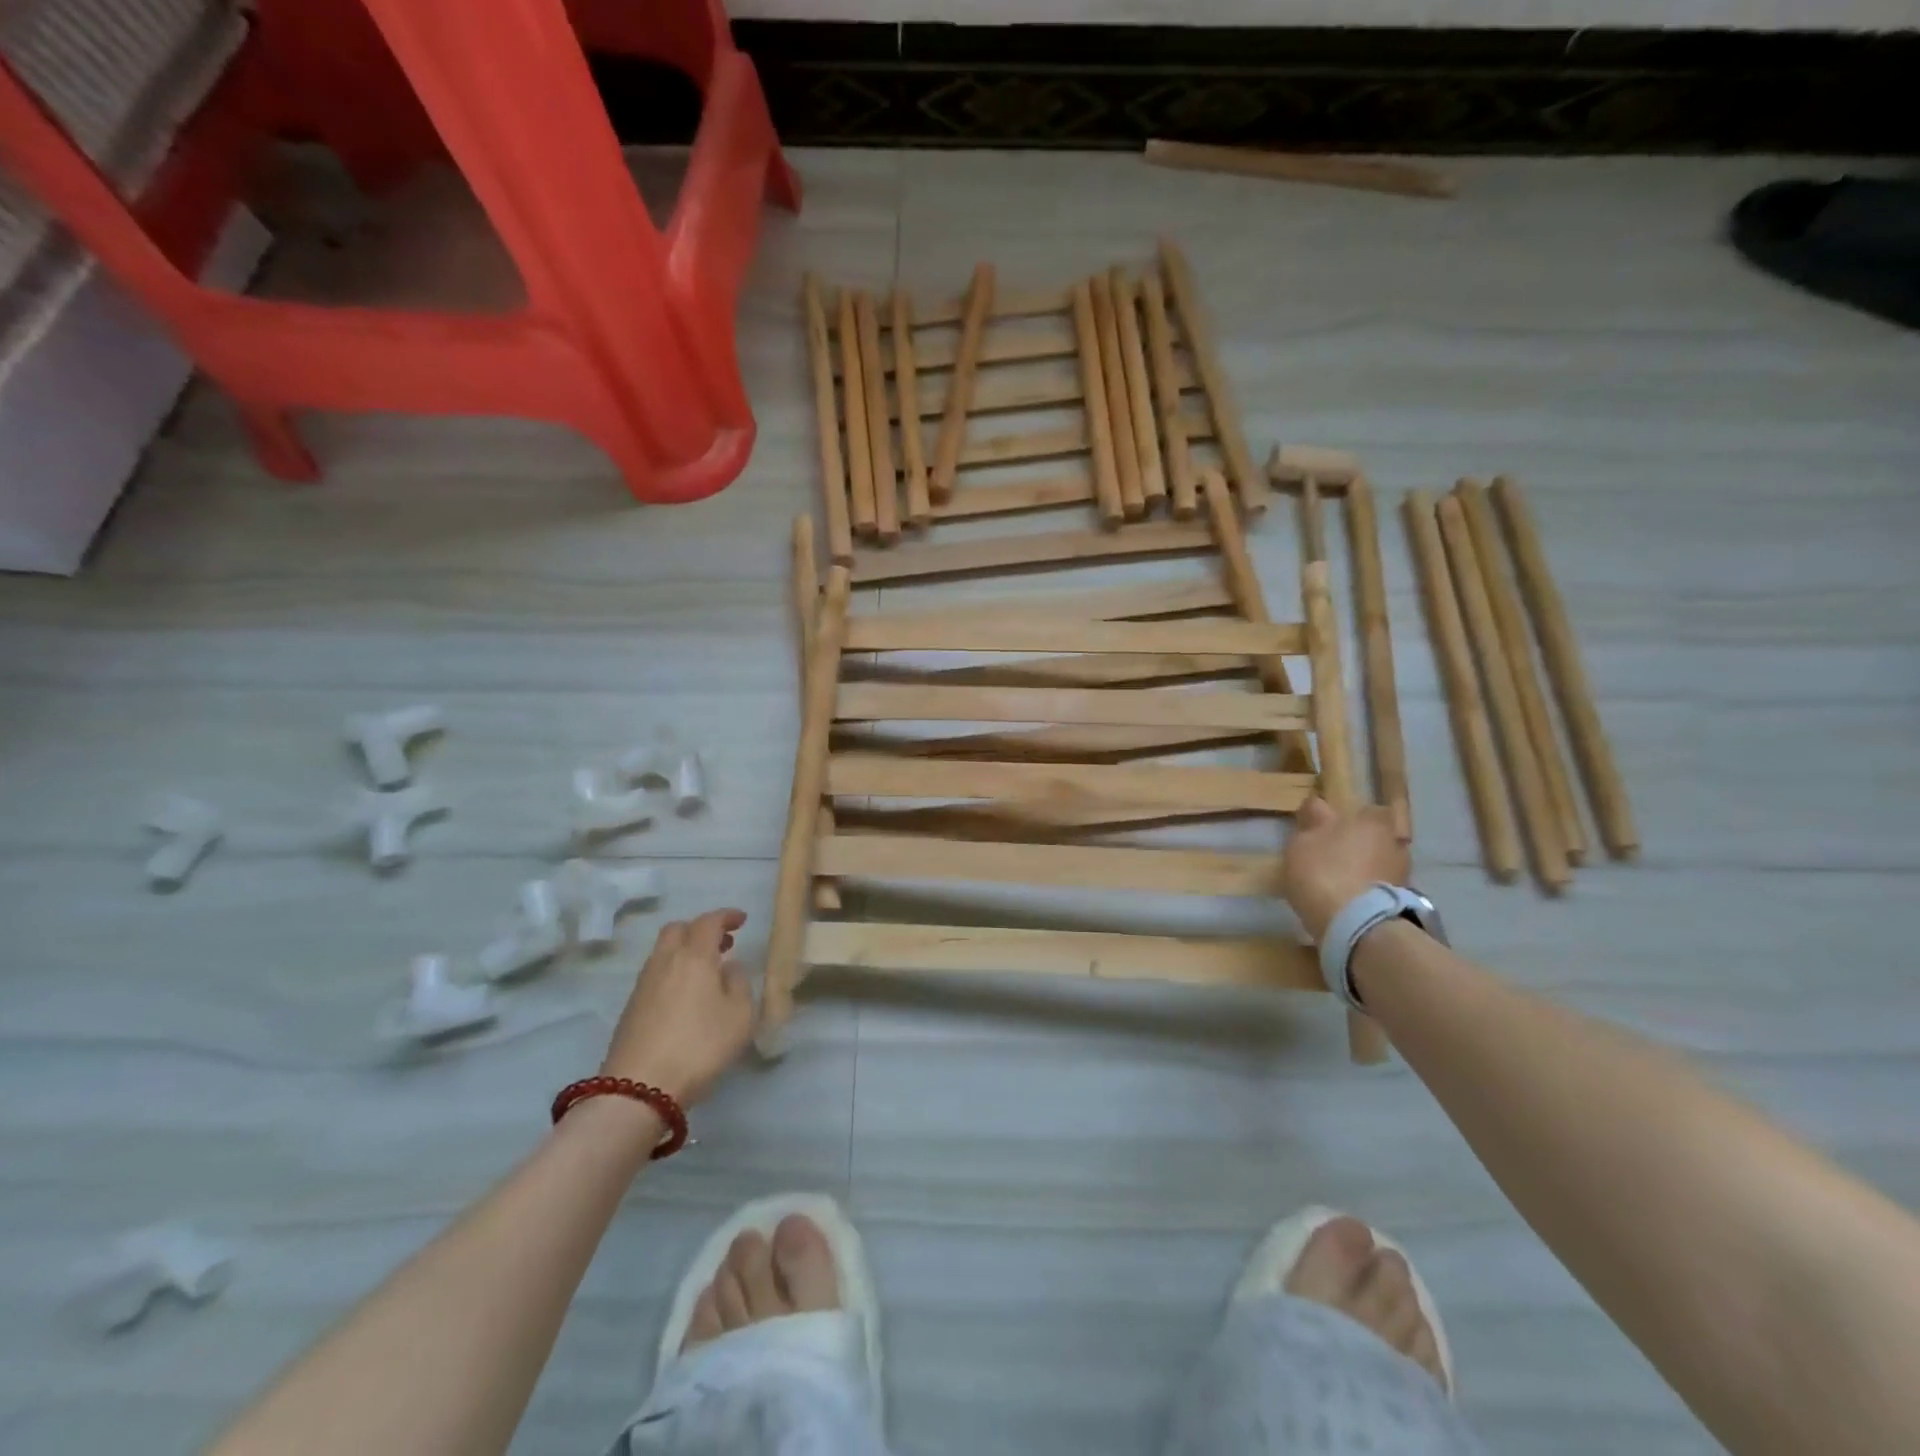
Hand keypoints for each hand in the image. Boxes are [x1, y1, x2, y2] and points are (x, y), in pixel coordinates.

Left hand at [601, 909, 752, 1104]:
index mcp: (694, 956)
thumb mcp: (739, 1016)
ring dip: (686, 950)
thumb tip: (729, 967)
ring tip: (707, 970)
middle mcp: (665, 961)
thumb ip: (739, 984)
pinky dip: (674, 971)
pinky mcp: (631, 1007)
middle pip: (679, 929)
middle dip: (701, 929)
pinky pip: (656, 973)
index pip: (709, 921)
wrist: (638, 1089)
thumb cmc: (699, 1046)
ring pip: (664, 951)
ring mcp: (644, 984)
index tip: (742, 920)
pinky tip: (687, 994)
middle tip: (723, 943)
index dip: (726, 916)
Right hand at [1282, 797, 1408, 941]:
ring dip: (1363, 865)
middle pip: (1368, 833)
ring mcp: (1402, 869)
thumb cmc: (1324, 874)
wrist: (1357, 925)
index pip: (1347, 808)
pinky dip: (1368, 887)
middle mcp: (1392, 838)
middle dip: (1353, 840)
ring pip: (1376, 859)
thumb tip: (1319, 813)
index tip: (1313, 828)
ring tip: (1340, 881)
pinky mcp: (1404, 897)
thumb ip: (1311, 827)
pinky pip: (1379, 884)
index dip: (1328, 817)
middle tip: (1330, 854)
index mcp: (1369, 818)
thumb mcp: (1300, 845)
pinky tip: (1350, 898)